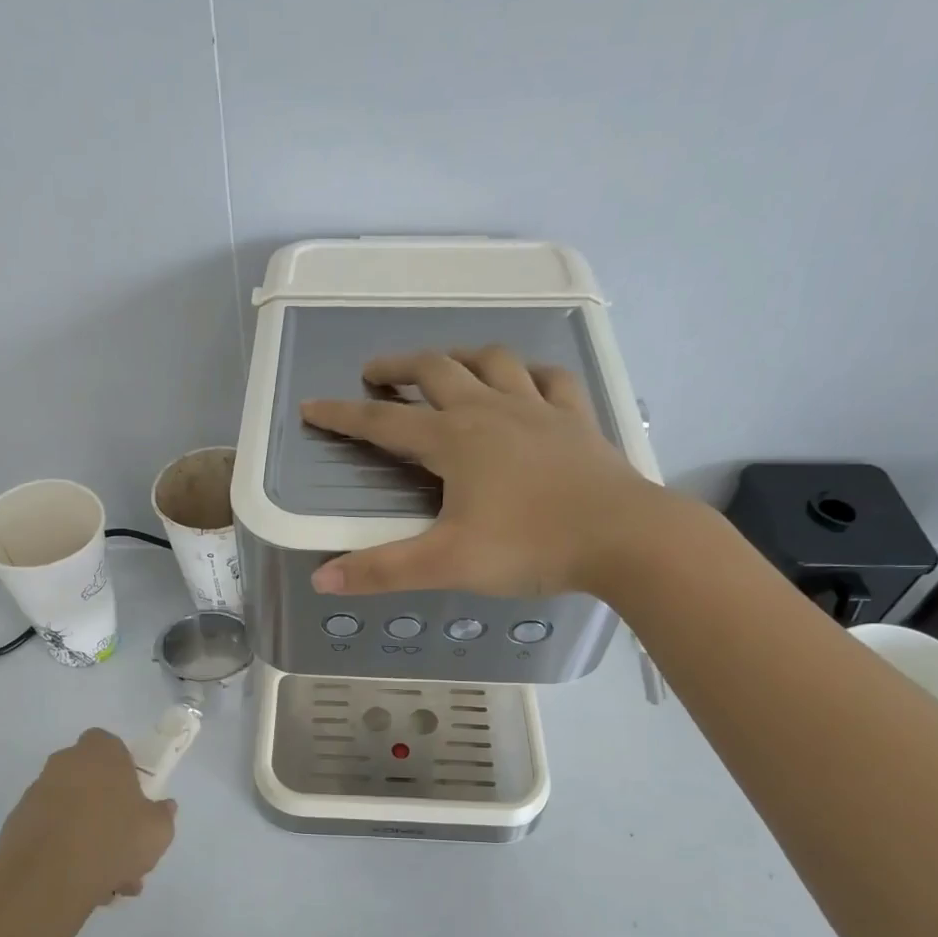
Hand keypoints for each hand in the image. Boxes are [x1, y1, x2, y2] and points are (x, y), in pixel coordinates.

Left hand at [0, 729, 176, 919]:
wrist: (45, 879)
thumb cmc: (111, 840)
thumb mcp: (158, 831)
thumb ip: (163, 815)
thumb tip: (164, 808)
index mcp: (99, 753)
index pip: (110, 745)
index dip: (123, 768)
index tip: (134, 798)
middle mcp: (64, 764)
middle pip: (91, 782)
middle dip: (108, 813)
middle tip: (126, 849)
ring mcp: (36, 795)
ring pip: (72, 813)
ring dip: (88, 840)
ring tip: (108, 883)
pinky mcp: (16, 826)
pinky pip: (50, 834)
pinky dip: (63, 853)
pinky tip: (81, 886)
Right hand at [299, 347, 679, 600]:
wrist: (625, 538)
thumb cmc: (531, 546)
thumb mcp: (447, 563)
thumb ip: (382, 571)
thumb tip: (321, 579)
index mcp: (454, 439)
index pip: (383, 422)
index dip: (343, 415)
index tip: (312, 406)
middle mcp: (491, 410)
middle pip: (436, 370)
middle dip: (398, 367)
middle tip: (375, 373)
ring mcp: (539, 409)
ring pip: (493, 361)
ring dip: (460, 357)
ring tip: (445, 367)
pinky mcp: (576, 420)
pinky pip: (551, 379)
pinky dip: (531, 373)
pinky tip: (526, 382)